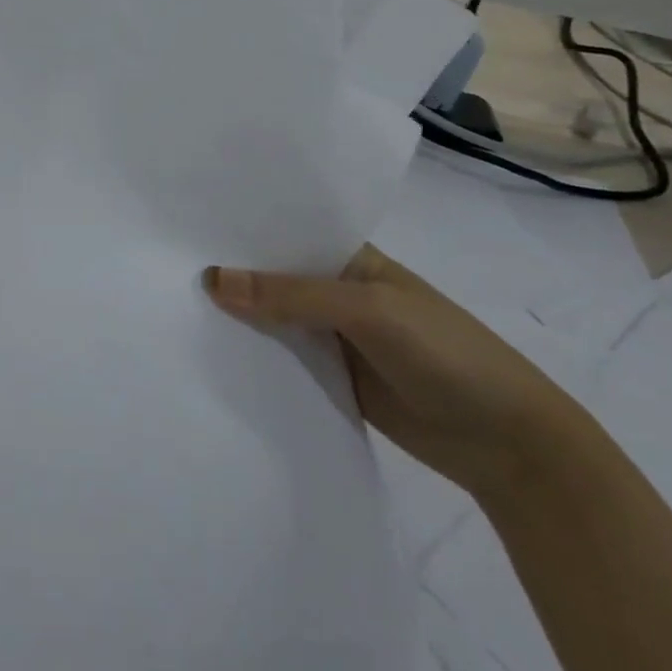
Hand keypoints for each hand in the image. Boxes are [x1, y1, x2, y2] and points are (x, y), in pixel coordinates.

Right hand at [204, 246, 591, 502]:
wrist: (510, 445)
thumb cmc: (446, 353)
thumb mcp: (368, 311)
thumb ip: (291, 295)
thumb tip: (210, 278)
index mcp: (349, 257)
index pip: (283, 233)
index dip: (237, 229)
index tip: (179, 225)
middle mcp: (335, 290)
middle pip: (271, 277)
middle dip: (228, 273)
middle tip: (161, 265)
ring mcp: (332, 336)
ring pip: (272, 318)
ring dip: (235, 316)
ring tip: (169, 304)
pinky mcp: (330, 377)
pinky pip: (282, 358)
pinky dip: (252, 355)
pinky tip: (207, 350)